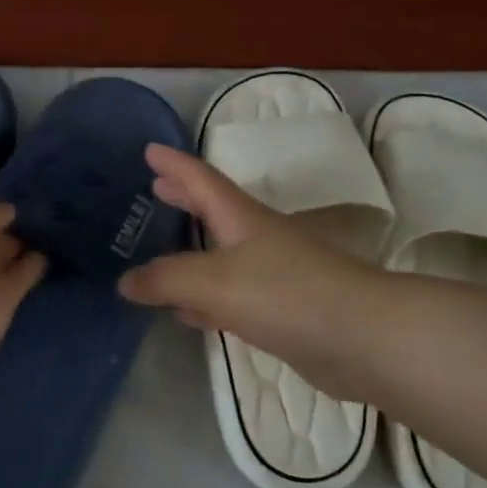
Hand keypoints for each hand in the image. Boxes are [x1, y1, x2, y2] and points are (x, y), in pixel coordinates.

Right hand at [118, 145, 387, 401]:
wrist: (361, 338)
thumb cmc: (285, 294)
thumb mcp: (214, 281)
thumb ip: (167, 279)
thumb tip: (125, 281)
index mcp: (242, 219)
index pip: (201, 180)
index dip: (175, 164)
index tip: (149, 149)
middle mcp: (258, 239)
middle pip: (214, 212)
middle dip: (185, 198)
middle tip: (156, 188)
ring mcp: (273, 275)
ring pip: (220, 256)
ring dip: (192, 249)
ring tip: (162, 247)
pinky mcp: (281, 311)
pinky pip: (230, 297)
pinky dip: (205, 298)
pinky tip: (188, 311)